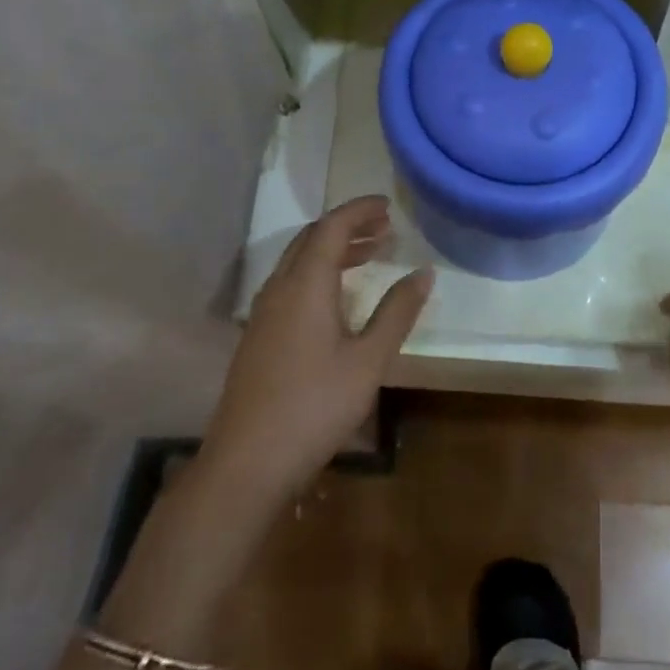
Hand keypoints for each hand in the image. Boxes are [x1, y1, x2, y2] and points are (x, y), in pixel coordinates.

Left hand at [201, 196, 432, 504]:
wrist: (245, 464)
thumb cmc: (314, 406)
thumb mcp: (368, 360)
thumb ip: (397, 312)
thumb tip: (424, 272)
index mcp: (305, 283)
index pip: (332, 226)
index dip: (360, 210)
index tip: (388, 204)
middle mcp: (280, 287)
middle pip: (312, 238)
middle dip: (349, 226)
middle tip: (384, 228)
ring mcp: (263, 312)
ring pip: (299, 261)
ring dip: (333, 249)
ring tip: (370, 254)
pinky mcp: (257, 336)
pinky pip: (290, 283)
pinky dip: (318, 272)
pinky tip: (337, 298)